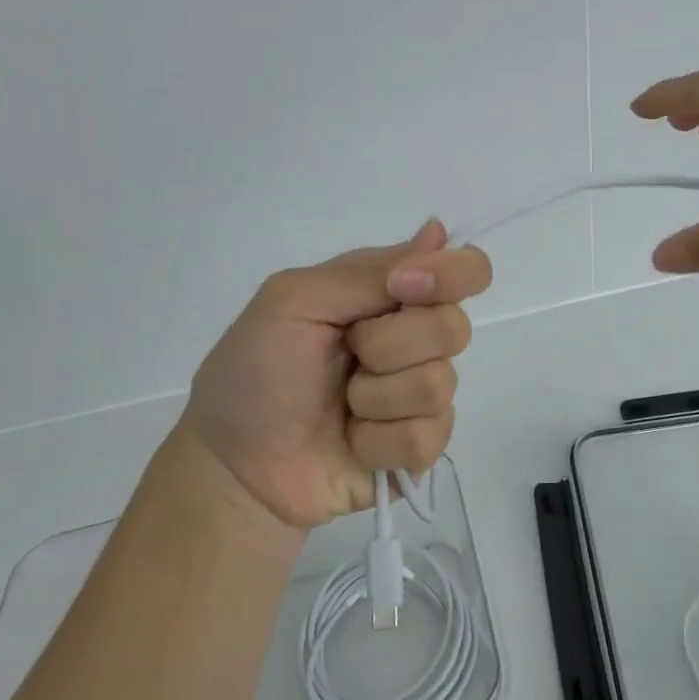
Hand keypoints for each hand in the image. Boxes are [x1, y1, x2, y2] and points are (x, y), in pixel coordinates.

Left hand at [175, 222, 492, 530]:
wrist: (234, 468)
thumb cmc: (254, 374)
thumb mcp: (294, 301)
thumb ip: (367, 271)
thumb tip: (438, 231)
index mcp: (389, 294)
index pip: (463, 270)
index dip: (450, 276)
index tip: (404, 289)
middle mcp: (414, 338)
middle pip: (454, 328)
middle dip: (389, 345)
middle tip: (347, 354)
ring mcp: (419, 394)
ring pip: (440, 384)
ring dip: (376, 398)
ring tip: (341, 407)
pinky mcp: (420, 445)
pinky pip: (429, 436)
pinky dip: (378, 440)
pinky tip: (352, 441)